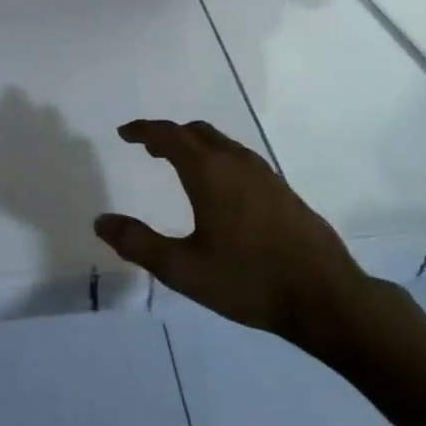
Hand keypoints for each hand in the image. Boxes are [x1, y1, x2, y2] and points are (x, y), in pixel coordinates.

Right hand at [96, 120, 386, 350]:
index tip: (124, 133)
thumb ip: (139, 243)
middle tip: (148, 148)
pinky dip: (217, 158)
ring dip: (195, 145)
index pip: (170, 136)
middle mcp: (236, 162)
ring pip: (221, 143)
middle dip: (169, 135)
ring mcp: (264, 174)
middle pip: (197, 132)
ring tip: (178, 164)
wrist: (324, 295)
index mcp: (209, 173)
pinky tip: (219, 189)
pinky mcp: (282, 189)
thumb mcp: (184, 269)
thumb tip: (101, 221)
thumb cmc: (248, 280)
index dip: (144, 130)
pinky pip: (239, 158)